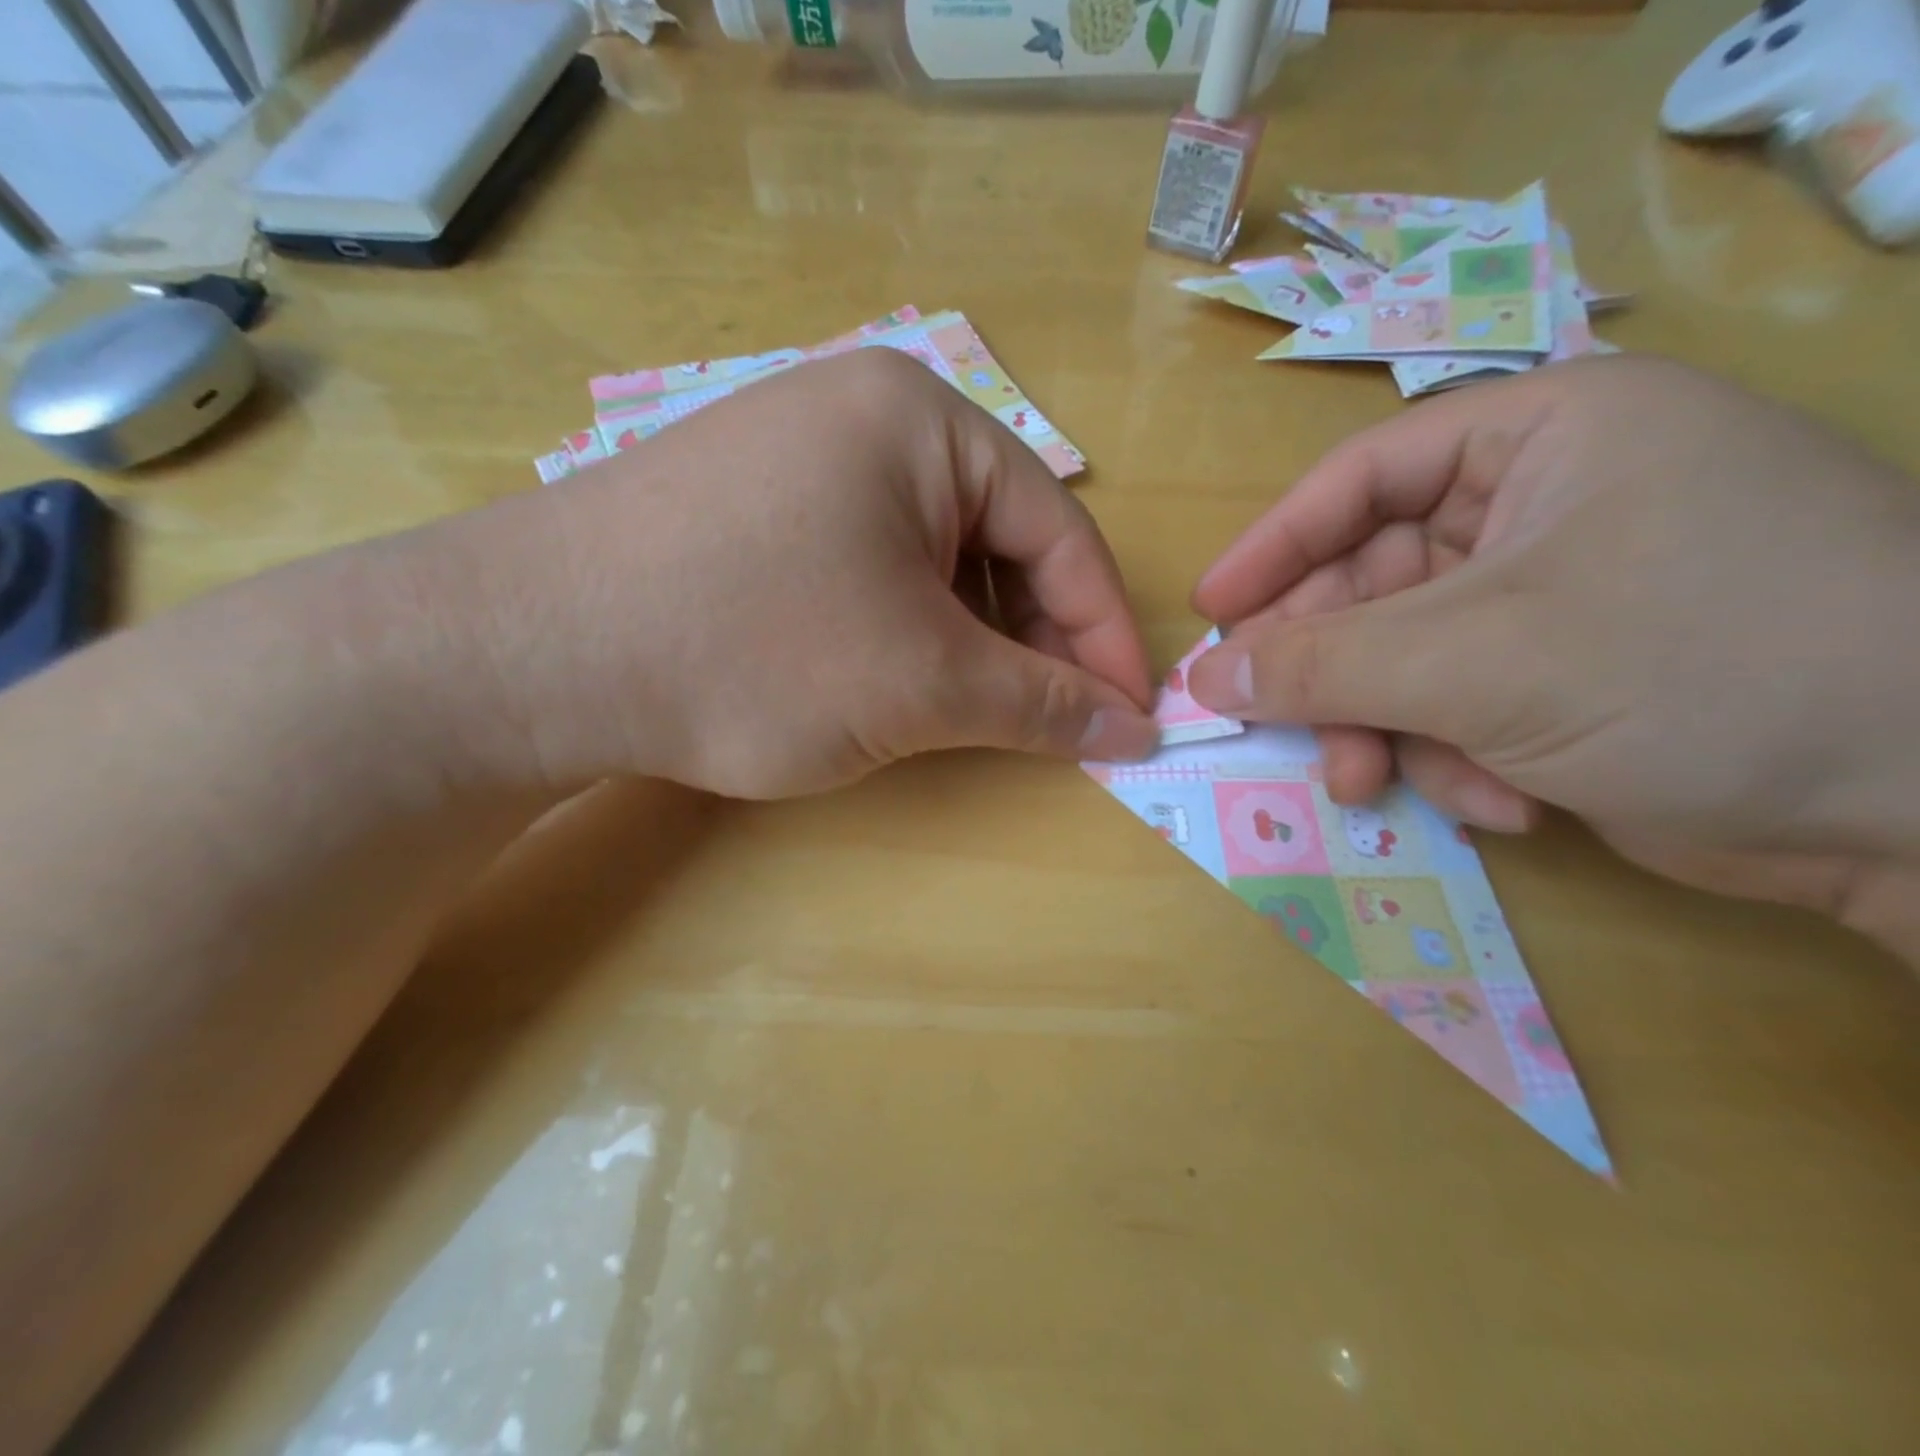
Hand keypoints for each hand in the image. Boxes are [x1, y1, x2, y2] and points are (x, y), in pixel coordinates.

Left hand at [403, 349, 1158, 799]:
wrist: (531, 659)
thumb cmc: (752, 651)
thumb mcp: (921, 683)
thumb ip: (1041, 704)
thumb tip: (1136, 728)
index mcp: (923, 420)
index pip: (1059, 532)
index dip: (1104, 633)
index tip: (1133, 715)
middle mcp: (867, 417)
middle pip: (999, 541)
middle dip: (1035, 640)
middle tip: (1055, 725)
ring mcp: (804, 459)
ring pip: (935, 561)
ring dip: (971, 640)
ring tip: (977, 711)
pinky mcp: (759, 511)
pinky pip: (873, 567)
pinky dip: (907, 629)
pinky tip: (898, 678)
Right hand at [1184, 355, 1919, 949]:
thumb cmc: (1699, 668)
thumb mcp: (1477, 660)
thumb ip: (1320, 665)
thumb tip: (1204, 676)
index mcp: (1542, 436)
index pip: (1360, 478)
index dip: (1273, 547)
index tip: (1210, 612)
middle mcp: (1544, 504)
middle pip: (1372, 583)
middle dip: (1332, 670)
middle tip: (1282, 729)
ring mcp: (1554, 596)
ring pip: (1402, 657)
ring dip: (1385, 727)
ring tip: (1380, 782)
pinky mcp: (1564, 676)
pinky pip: (1454, 705)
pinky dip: (1454, 756)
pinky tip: (1499, 799)